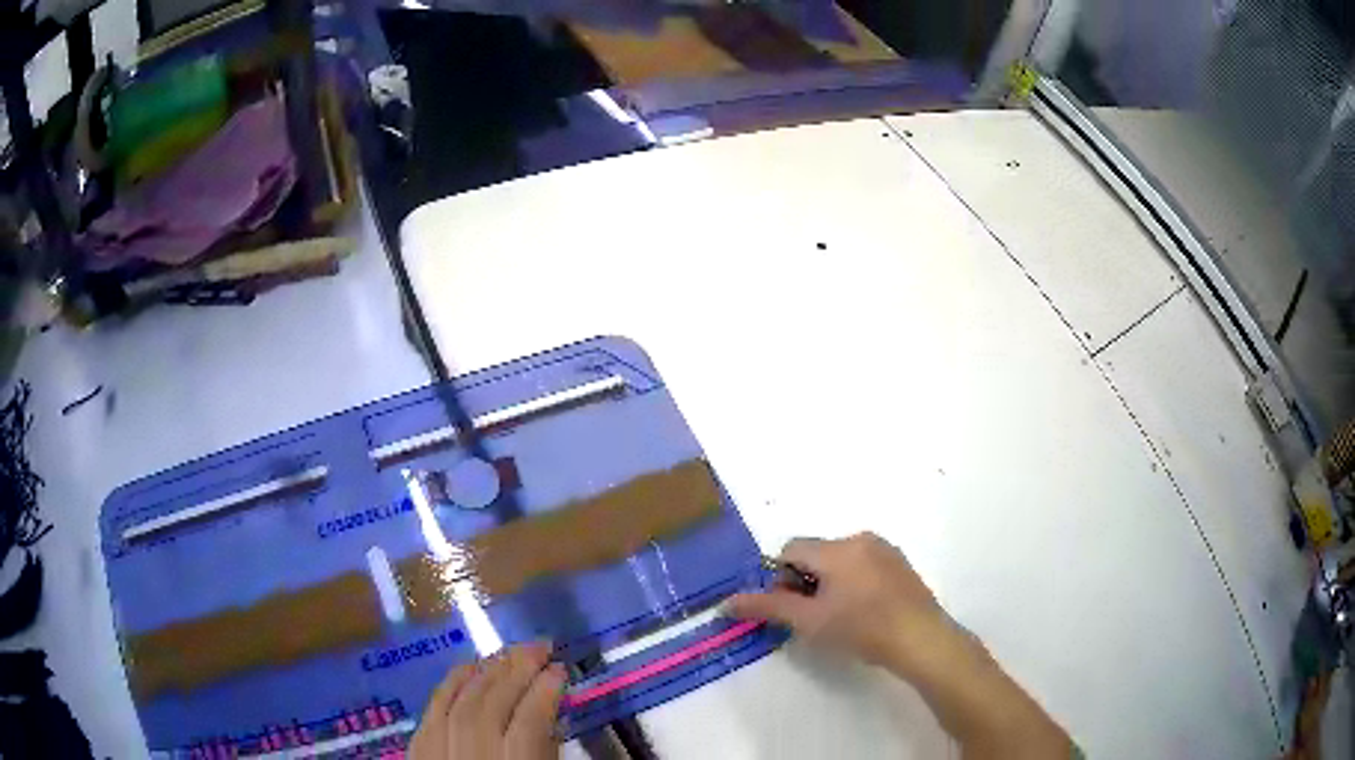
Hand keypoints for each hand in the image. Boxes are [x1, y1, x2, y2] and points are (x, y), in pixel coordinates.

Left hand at [409, 642, 565, 759]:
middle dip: (516, 671)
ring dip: (487, 672)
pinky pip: (431, 710)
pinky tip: (467, 666)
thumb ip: (544, 753)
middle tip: (539, 646)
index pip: (526, 726)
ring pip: (459, 705)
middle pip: (490, 707)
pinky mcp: (415, 751)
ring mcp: (437, 755)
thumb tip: (549, 714)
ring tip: (509, 652)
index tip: (561, 669)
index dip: (544, 694)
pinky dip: (450, 684)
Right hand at [727, 532, 947, 673]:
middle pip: (816, 553)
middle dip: (806, 581)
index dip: (781, 578)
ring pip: (840, 560)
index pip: (791, 549)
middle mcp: (861, 539)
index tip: (792, 607)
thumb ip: (767, 607)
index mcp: (837, 548)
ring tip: (840, 617)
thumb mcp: (808, 621)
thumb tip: (726, 603)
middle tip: (813, 616)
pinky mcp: (900, 564)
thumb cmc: (860, 629)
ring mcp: (885, 550)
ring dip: (829, 582)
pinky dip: (853, 582)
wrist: (920, 639)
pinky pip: (864, 565)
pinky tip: (863, 612)